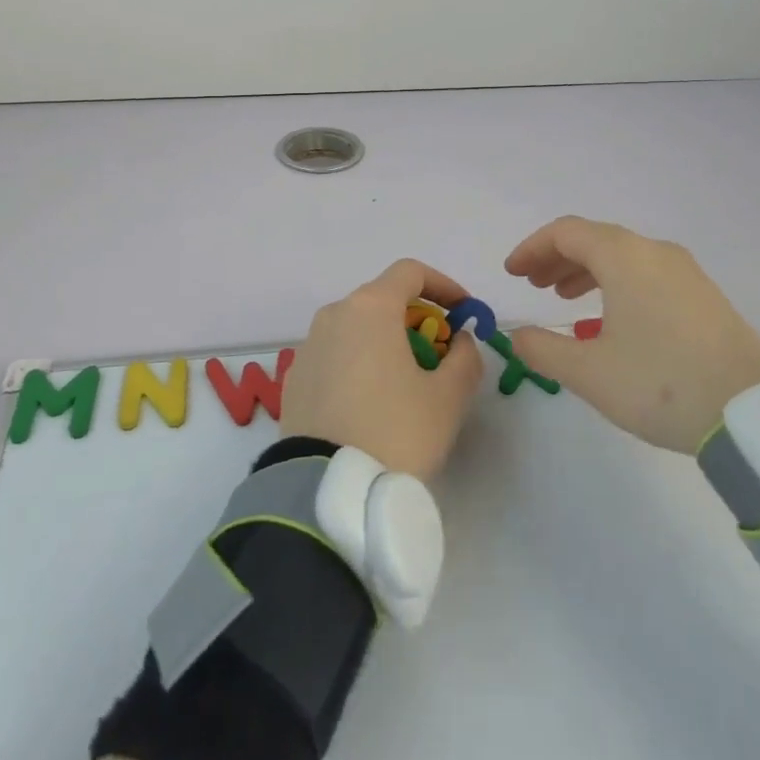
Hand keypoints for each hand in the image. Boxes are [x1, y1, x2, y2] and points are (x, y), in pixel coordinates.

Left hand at [281, 259, 485, 479]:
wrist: (327, 487)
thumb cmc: (395, 431)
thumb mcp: (448, 398)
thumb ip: (464, 358)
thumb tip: (460, 341)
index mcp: (370, 308)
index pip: (410, 272)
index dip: (444, 286)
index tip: (464, 314)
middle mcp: (334, 314)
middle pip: (382, 300)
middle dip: (416, 320)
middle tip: (439, 356)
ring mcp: (308, 345)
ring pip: (356, 328)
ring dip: (386, 342)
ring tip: (406, 384)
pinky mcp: (295, 376)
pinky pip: (335, 355)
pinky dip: (358, 363)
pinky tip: (370, 403)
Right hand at [502, 217, 759, 453]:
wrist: (755, 416)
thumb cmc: (662, 384)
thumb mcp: (589, 372)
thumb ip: (542, 349)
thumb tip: (517, 336)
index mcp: (625, 257)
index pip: (566, 233)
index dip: (532, 248)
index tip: (512, 274)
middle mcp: (655, 252)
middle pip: (594, 239)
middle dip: (556, 258)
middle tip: (532, 285)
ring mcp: (685, 272)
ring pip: (622, 255)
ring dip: (585, 270)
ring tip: (562, 298)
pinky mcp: (703, 295)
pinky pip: (646, 272)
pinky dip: (615, 281)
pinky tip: (609, 314)